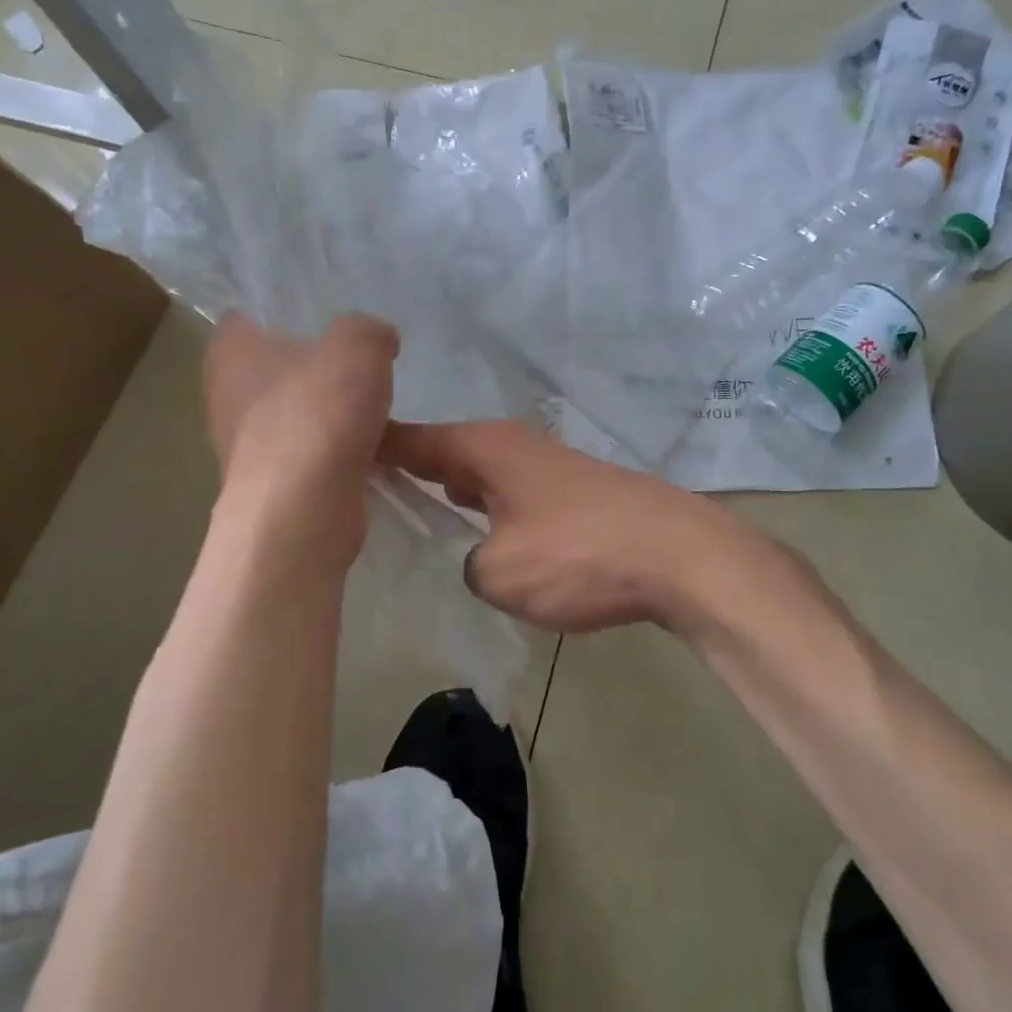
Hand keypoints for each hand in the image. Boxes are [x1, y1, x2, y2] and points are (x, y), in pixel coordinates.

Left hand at [204, 312, 397, 553]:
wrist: (303, 511)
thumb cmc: (317, 413)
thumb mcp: (358, 345)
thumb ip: (368, 330)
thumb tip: (377, 341)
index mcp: (230, 351)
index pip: (249, 316)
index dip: (286, 312)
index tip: (328, 316)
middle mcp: (227, 396)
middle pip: (276, 368)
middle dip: (316, 366)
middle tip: (361, 361)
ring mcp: (246, 447)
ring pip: (295, 415)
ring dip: (329, 414)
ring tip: (375, 407)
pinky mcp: (273, 486)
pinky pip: (310, 455)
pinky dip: (336, 453)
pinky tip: (372, 449)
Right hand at [381, 419, 742, 633]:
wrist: (679, 555)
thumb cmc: (578, 555)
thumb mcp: (500, 573)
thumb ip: (469, 563)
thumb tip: (482, 557)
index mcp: (483, 448)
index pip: (411, 439)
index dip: (372, 446)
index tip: (333, 452)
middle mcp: (512, 446)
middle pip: (444, 452)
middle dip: (408, 472)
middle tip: (363, 497)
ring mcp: (546, 467)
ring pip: (479, 474)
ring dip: (451, 492)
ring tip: (413, 518)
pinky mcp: (573, 494)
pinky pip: (510, 495)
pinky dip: (487, 510)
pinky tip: (480, 537)